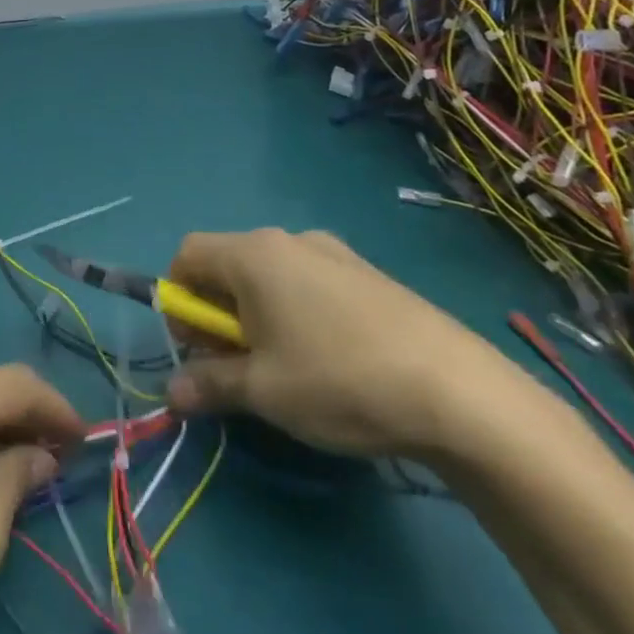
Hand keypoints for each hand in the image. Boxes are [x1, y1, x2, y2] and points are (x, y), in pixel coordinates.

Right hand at [163, 229, 511, 456]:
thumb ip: (209, 384)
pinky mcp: (370, 275)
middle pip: (229, 264)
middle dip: (218, 312)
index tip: (197, 347)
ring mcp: (335, 254)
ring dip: (258, 314)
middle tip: (238, 365)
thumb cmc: (338, 381)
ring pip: (271, 276)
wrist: (461, 393)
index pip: (188, 255)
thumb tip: (172, 393)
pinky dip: (297, 312)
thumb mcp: (263, 391)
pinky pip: (311, 283)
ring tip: (286, 367)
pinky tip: (331, 360)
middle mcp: (289, 240)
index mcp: (253, 255)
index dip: (178, 299)